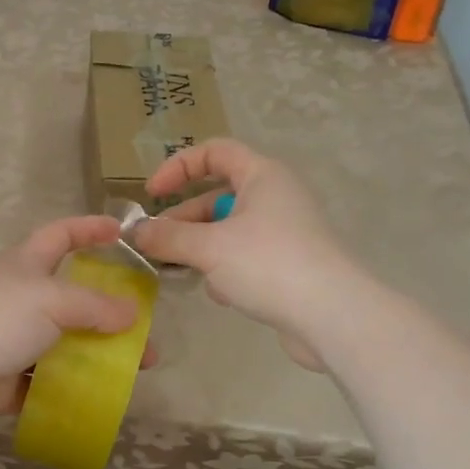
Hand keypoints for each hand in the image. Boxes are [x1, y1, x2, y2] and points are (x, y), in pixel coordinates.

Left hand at [0, 216, 158, 443]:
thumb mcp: (49, 300)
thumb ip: (93, 305)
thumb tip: (132, 312)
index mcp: (22, 266)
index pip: (60, 236)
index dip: (89, 230)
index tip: (121, 232)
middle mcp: (15, 299)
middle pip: (69, 300)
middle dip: (107, 314)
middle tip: (144, 335)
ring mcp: (6, 342)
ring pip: (60, 347)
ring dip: (93, 358)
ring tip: (131, 375)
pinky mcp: (0, 383)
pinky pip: (42, 385)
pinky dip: (67, 391)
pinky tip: (98, 402)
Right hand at [134, 139, 353, 370]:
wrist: (333, 317)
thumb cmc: (269, 264)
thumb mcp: (208, 248)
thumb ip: (167, 237)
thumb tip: (136, 232)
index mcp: (262, 176)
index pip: (214, 152)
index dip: (178, 167)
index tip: (152, 195)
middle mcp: (275, 197)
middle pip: (217, 196)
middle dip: (184, 219)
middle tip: (157, 244)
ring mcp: (284, 232)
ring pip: (228, 230)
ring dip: (201, 248)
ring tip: (180, 271)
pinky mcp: (288, 265)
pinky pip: (245, 256)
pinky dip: (225, 269)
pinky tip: (219, 293)